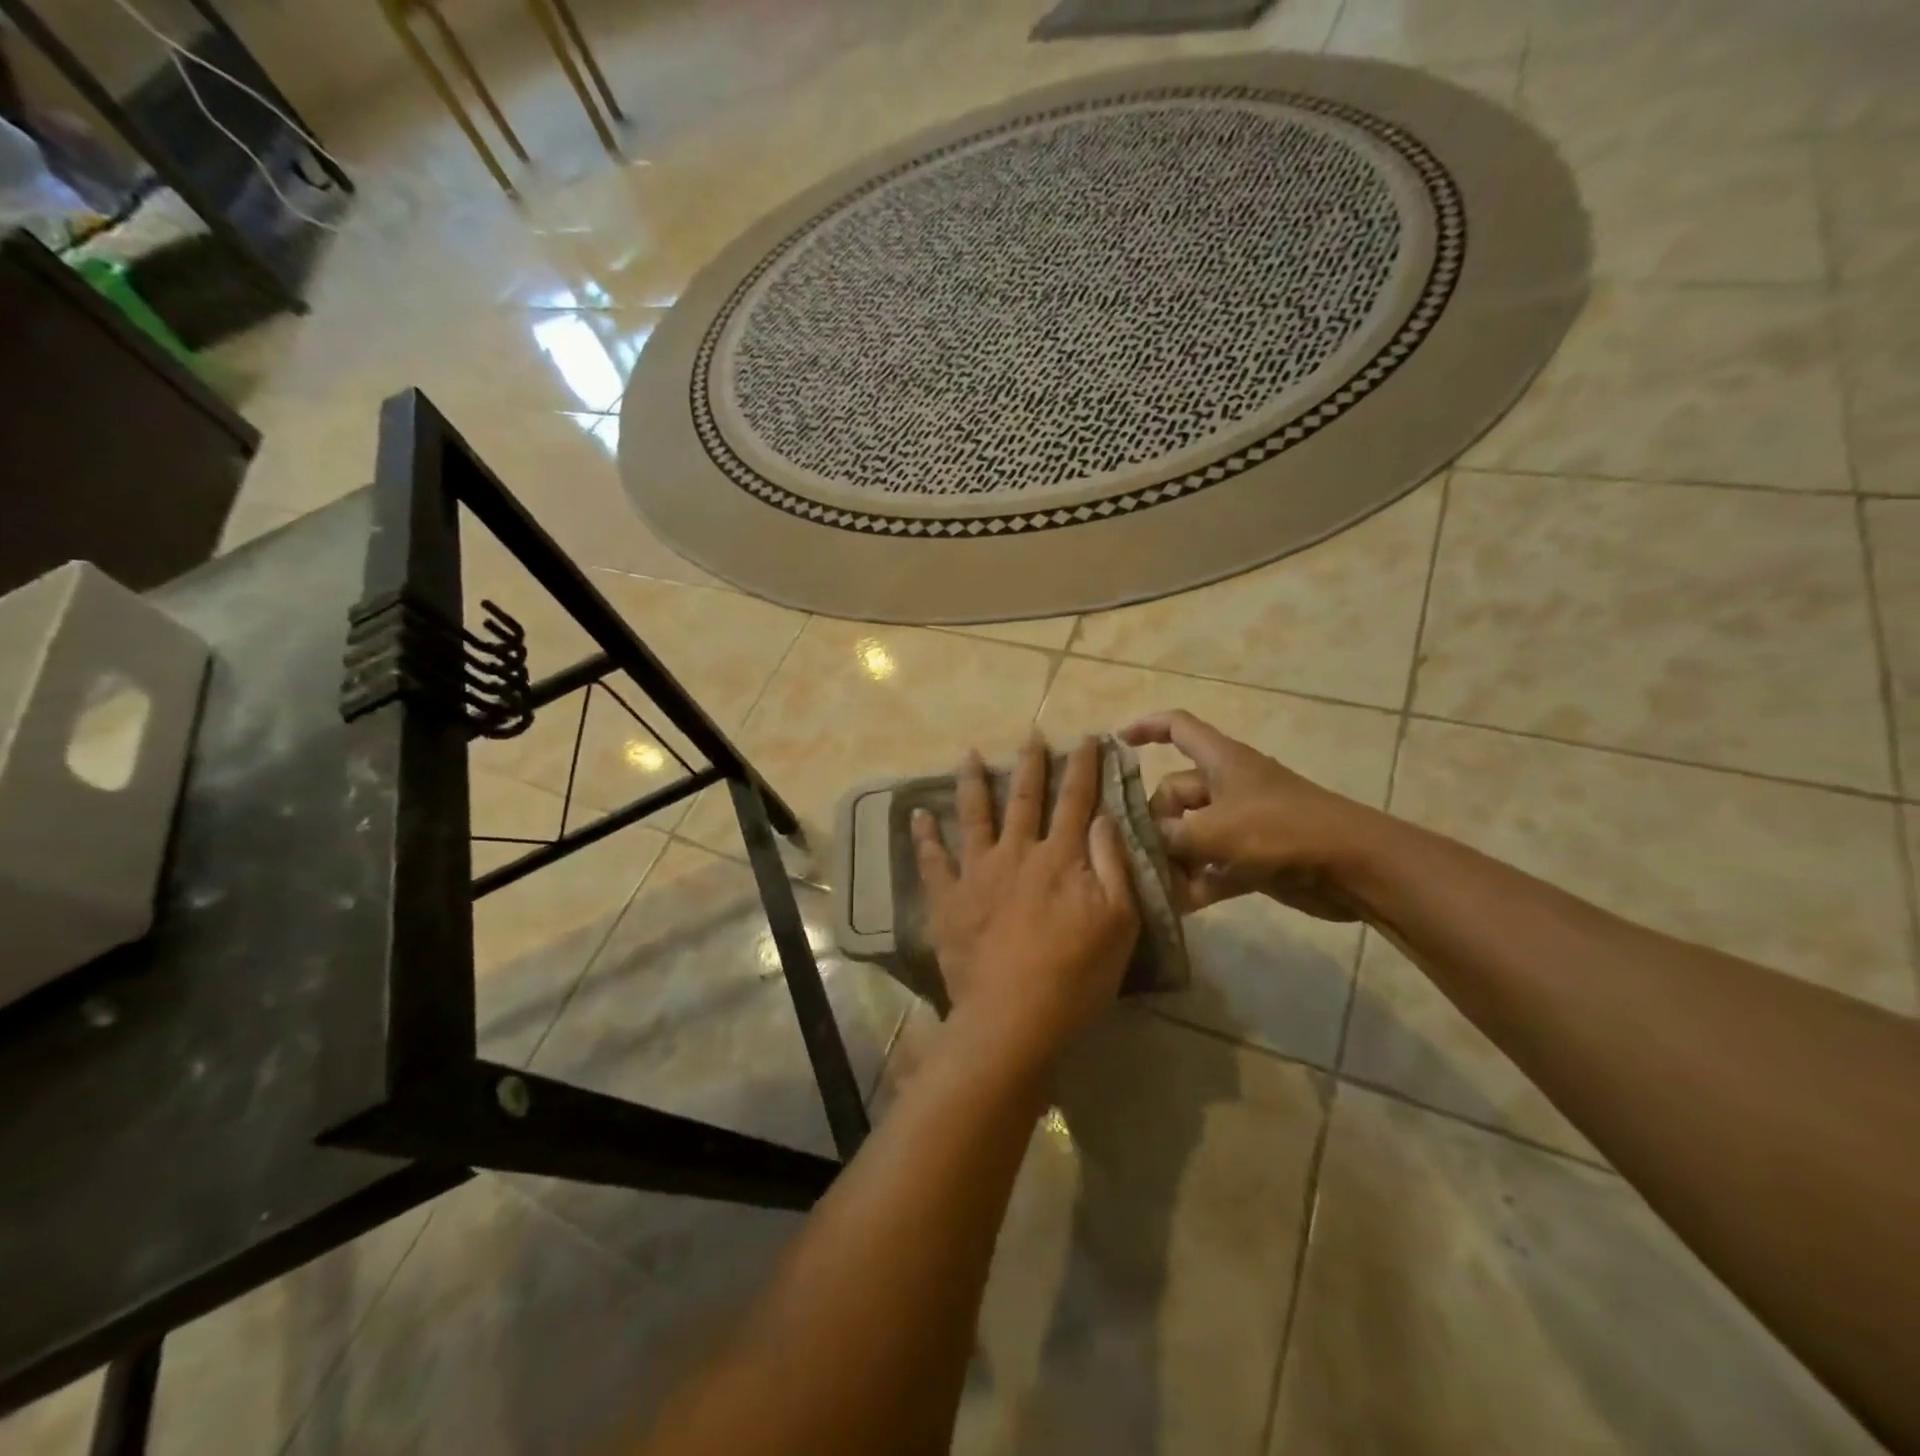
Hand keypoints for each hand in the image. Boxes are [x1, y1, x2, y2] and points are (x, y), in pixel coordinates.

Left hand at [912, 735, 1140, 1069]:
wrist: (1013, 1017)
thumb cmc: (1076, 975)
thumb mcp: (1119, 922)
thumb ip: (1113, 865)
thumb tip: (1104, 817)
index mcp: (1061, 858)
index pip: (1077, 800)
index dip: (1084, 767)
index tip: (1086, 738)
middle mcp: (1018, 853)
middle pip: (1025, 798)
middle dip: (1031, 763)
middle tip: (1030, 735)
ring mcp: (978, 873)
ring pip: (975, 815)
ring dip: (973, 782)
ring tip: (968, 754)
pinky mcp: (949, 898)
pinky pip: (932, 860)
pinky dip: (924, 835)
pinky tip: (917, 814)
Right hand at [1120, 710, 1382, 920]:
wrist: (1352, 867)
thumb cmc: (1281, 830)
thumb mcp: (1215, 830)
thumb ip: (1170, 835)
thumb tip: (1141, 840)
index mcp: (1221, 761)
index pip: (1177, 728)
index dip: (1146, 727)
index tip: (1115, 743)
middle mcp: (1228, 787)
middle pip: (1175, 793)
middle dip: (1154, 822)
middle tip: (1136, 851)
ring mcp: (1242, 823)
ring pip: (1191, 834)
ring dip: (1173, 858)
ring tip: (1149, 883)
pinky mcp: (1254, 857)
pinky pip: (1213, 865)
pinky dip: (1197, 881)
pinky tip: (1177, 904)